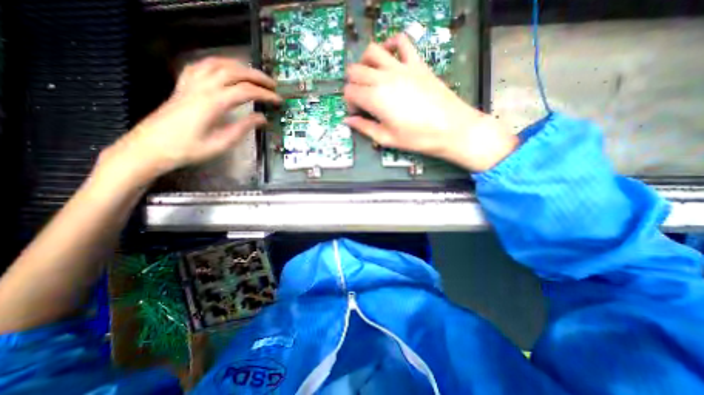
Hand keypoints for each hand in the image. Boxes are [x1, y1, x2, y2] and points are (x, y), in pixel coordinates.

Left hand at [98, 57, 280, 183]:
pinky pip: (199, 66)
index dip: (265, 95)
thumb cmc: (188, 149)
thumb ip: (243, 128)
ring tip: (253, 73)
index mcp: (212, 103)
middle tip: (272, 84)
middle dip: (256, 76)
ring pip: (216, 63)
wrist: (150, 148)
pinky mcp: (183, 86)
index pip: (246, 92)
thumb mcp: (221, 143)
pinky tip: (223, 69)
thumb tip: (262, 119)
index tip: (278, 100)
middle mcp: (201, 88)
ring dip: (238, 66)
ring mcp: (190, 84)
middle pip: (233, 72)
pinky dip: (216, 64)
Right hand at [344, 34, 517, 172]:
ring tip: (370, 76)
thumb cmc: (417, 137)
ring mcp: (401, 67)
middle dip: (353, 84)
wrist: (450, 128)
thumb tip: (348, 121)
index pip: (349, 91)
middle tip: (362, 98)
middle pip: (355, 70)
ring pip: (372, 51)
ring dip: (364, 62)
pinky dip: (391, 44)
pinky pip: (401, 41)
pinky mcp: (416, 63)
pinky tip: (389, 56)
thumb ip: (364, 128)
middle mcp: (383, 78)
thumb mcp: (387, 139)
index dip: (349, 103)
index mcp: (375, 99)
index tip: (358, 113)